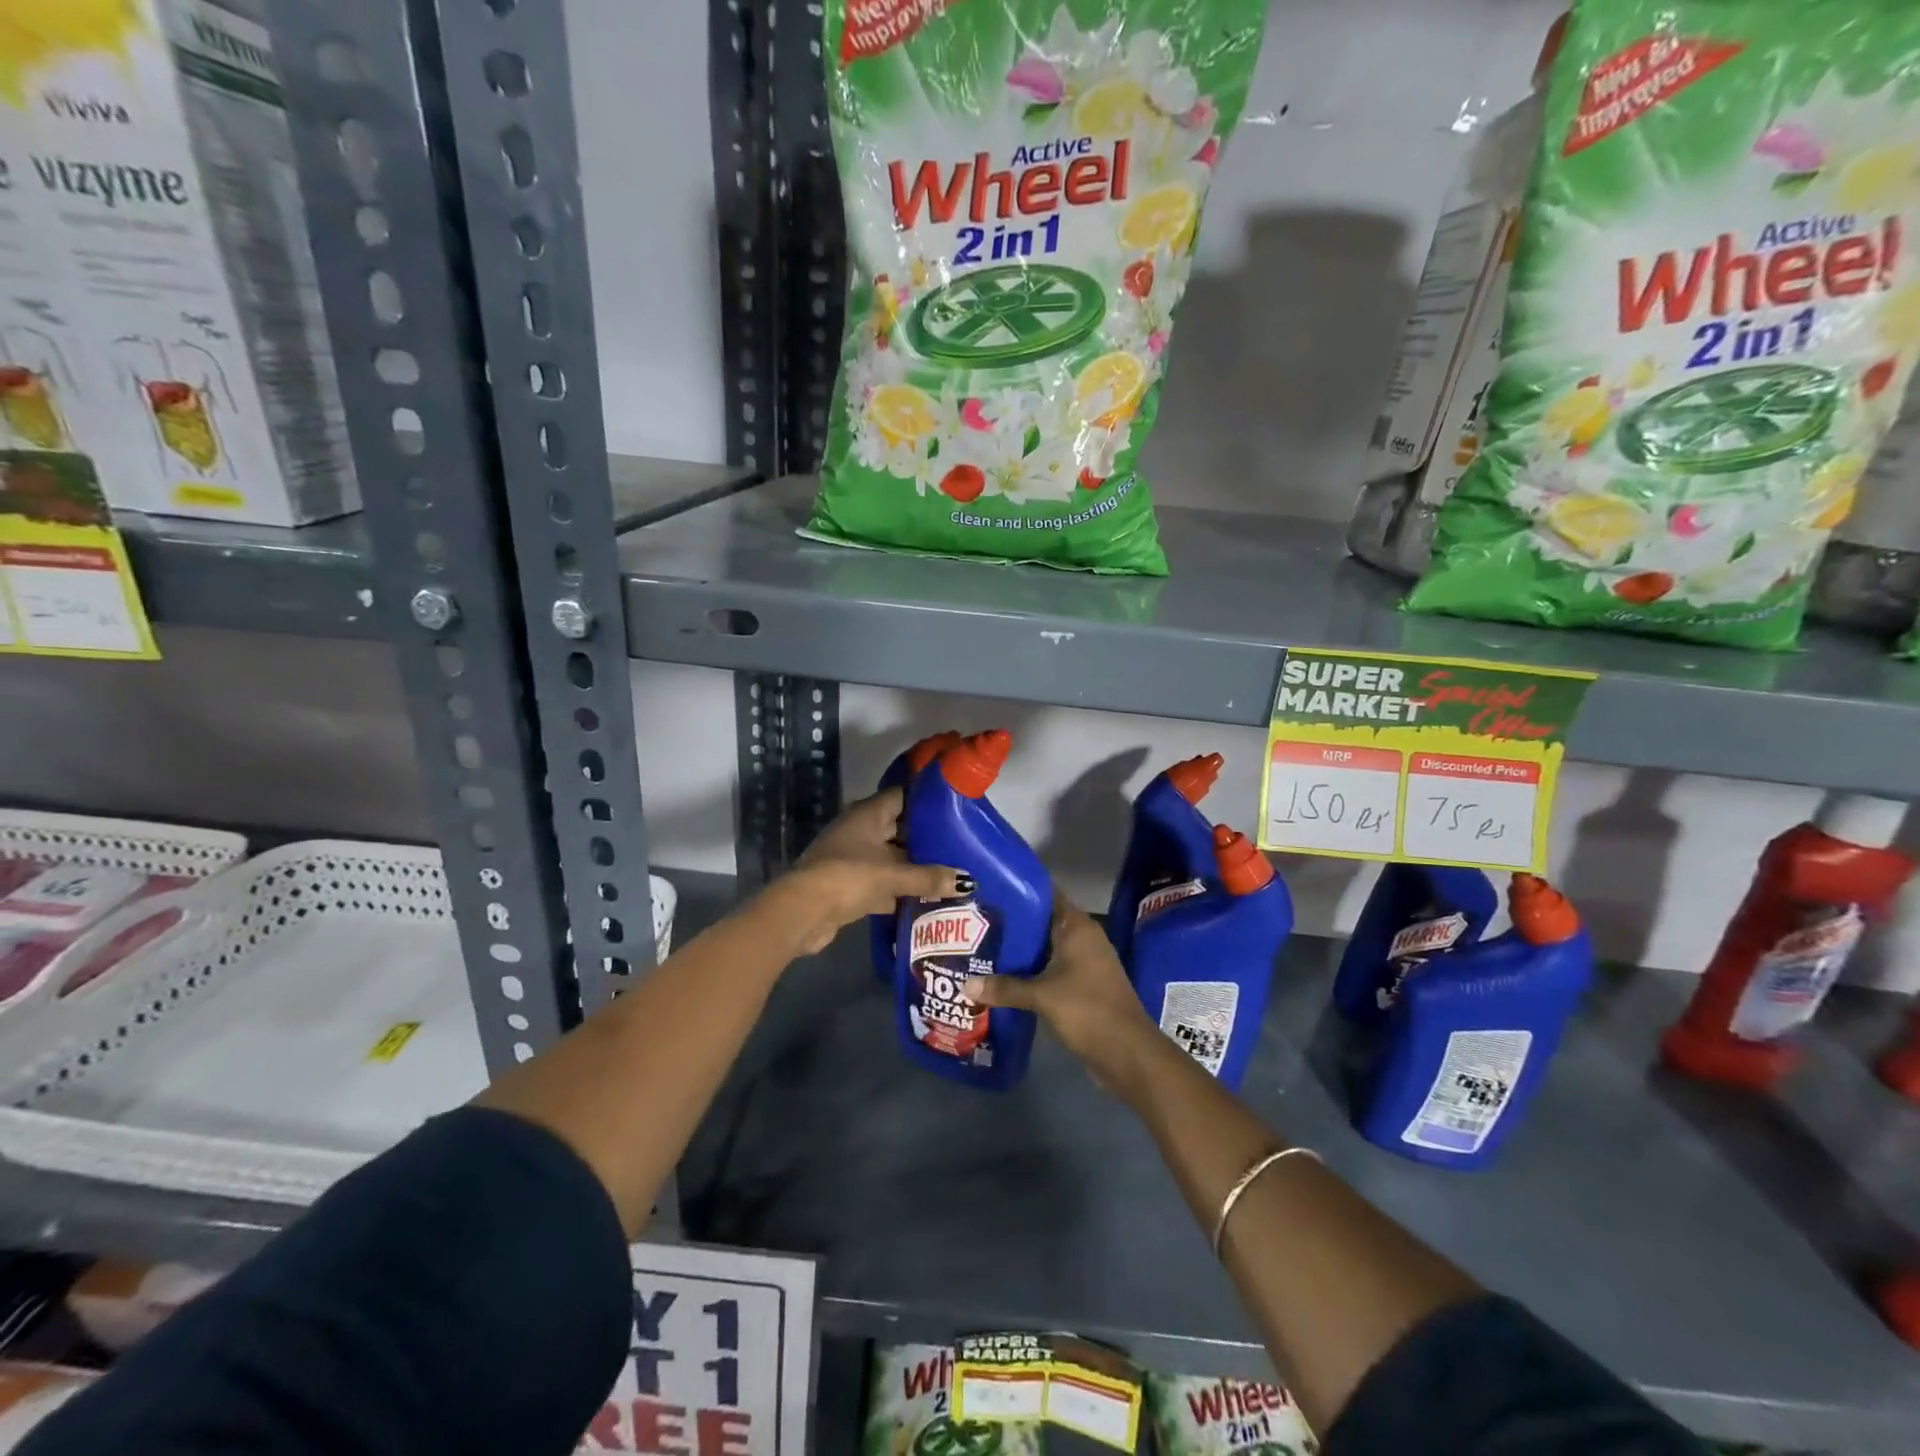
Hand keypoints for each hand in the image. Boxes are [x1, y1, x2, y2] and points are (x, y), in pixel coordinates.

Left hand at [767, 789, 966, 955]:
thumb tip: (967, 882)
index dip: (926, 799)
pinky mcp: (850, 886)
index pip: (902, 796)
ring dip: (915, 867)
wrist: (802, 912)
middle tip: (962, 844)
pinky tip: (927, 899)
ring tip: (951, 872)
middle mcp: (860, 831)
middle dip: (926, 838)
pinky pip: (883, 883)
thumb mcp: (892, 875)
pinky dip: (901, 890)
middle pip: (899, 828)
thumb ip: (929, 877)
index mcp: (867, 814)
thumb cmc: (848, 877)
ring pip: (892, 858)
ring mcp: (853, 858)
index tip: (955, 806)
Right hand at [964, 893, 1159, 1091]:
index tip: (987, 890)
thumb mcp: (1042, 996)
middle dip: (1012, 924)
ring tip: (981, 949)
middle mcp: (1083, 938)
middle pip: (1042, 922)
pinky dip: (1031, 972)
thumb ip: (1004, 988)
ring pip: (1045, 948)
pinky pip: (1051, 969)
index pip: (1045, 894)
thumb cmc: (1087, 1010)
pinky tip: (1003, 979)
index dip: (1018, 890)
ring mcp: (1085, 962)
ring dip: (1020, 952)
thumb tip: (965, 985)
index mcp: (1077, 927)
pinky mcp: (1083, 986)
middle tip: (975, 922)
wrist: (1128, 1053)